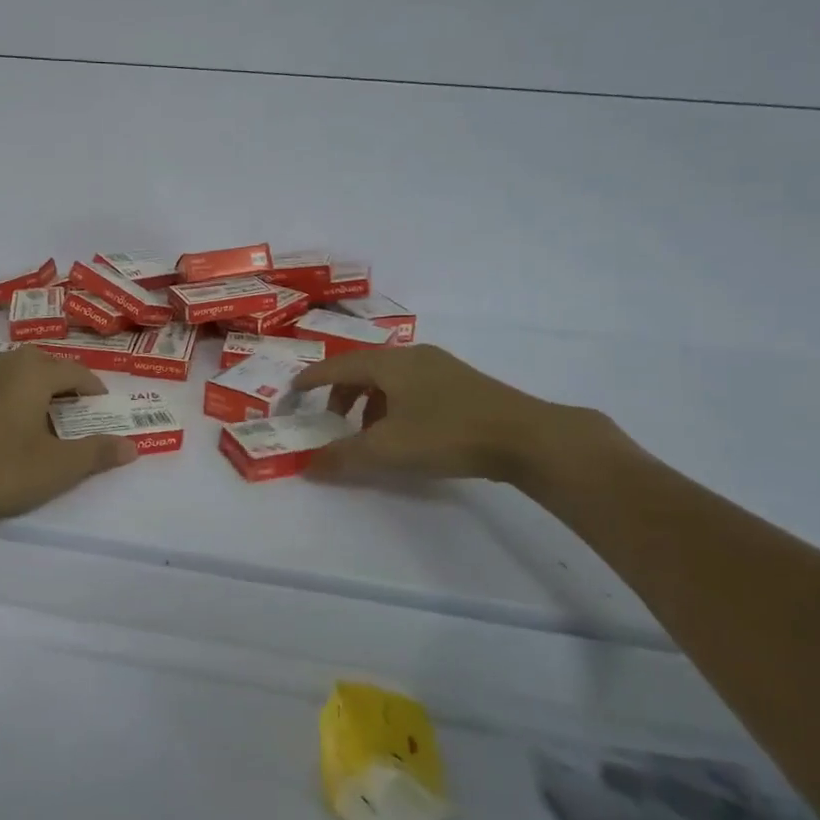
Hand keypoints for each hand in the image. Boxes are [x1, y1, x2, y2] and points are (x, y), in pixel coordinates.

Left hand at [0, 347, 136, 529]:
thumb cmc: (1, 471)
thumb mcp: (57, 467)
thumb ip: (97, 453)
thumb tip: (132, 447)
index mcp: (33, 372)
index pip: (76, 372)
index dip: (95, 390)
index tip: (104, 408)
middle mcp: (4, 363)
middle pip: (45, 363)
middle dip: (65, 382)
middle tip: (77, 411)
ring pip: (16, 371)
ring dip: (35, 385)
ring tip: (44, 415)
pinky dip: (10, 395)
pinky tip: (7, 425)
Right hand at [293, 344, 595, 485]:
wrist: (526, 436)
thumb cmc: (447, 434)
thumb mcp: (387, 449)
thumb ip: (343, 456)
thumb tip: (307, 465)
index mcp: (389, 362)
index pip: (337, 365)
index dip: (312, 379)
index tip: (293, 393)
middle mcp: (412, 355)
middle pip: (363, 369)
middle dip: (342, 394)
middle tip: (333, 422)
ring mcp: (440, 366)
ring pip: (390, 379)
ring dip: (369, 402)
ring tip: (369, 434)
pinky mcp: (462, 383)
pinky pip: (412, 387)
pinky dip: (394, 405)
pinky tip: (405, 433)